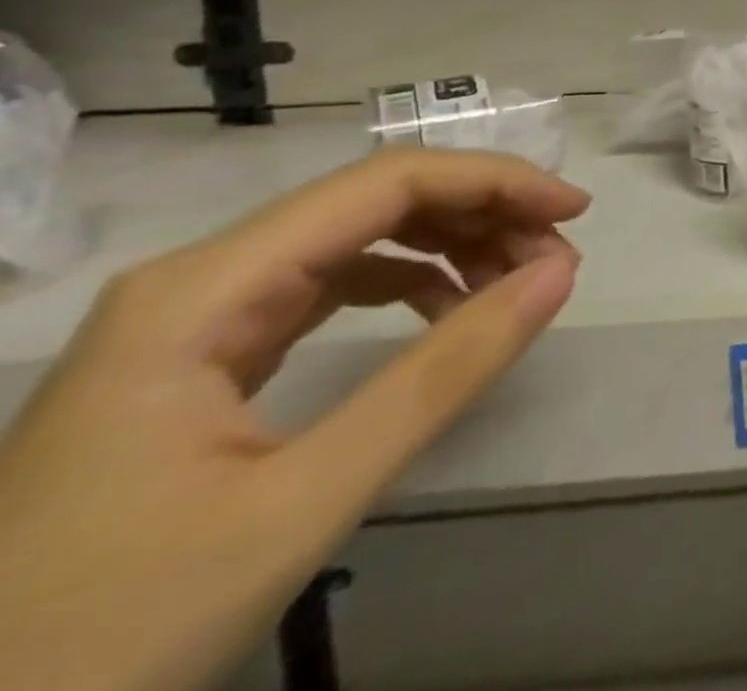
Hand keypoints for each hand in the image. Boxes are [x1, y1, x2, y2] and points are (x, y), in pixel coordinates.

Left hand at [0, 149, 587, 690]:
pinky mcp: (203, 357)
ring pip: (357, 237)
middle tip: (555, 260)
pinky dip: (408, 282)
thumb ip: (443, 375)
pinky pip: (330, 284)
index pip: (386, 182)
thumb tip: (559, 272)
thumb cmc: (102, 635)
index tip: (574, 212)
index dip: (494, 180)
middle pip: (374, 201)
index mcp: (206, 288)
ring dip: (452, 244)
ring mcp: (196, 317)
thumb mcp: (299, 504)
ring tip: (517, 283)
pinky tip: (447, 310)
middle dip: (481, 214)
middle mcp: (201, 278)